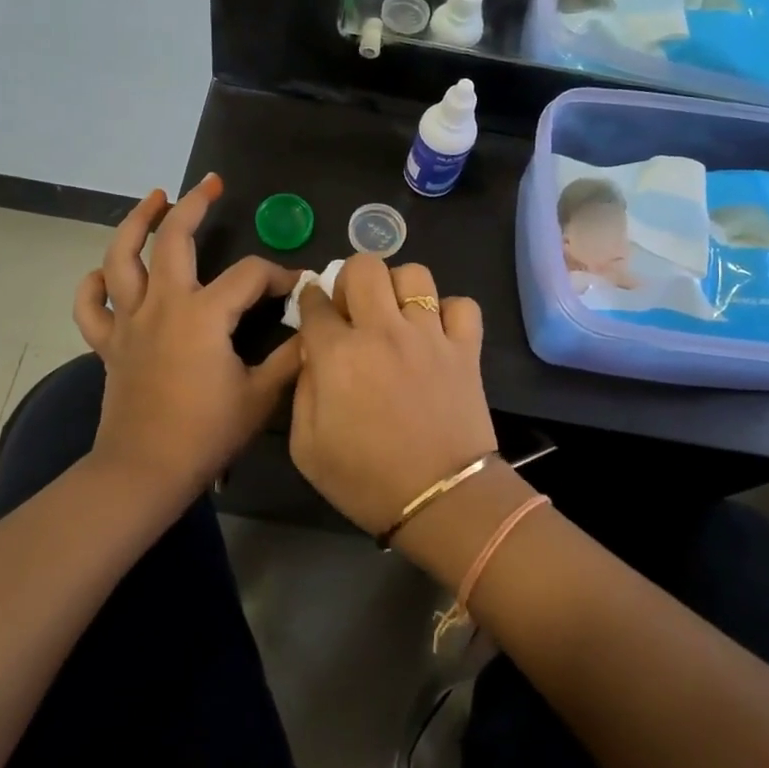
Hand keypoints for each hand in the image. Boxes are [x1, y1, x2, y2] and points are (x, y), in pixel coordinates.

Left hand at [72, 174, 301, 500]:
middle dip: (194, 205)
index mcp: (204, 314)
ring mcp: (129, 321)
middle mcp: (163, 304)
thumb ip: (291, 358)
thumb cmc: (206, 433)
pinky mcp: (108, 344)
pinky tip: (105, 273)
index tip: (297, 288)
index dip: (278, 275)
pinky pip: (91, 306)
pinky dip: (94, 285)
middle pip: (175, 239)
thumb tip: (313, 330)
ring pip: (122, 257)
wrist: (144, 472)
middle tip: (211, 184)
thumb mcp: (260, 396)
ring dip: (137, 222)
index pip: (249, 275)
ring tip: (154, 199)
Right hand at [288, 255, 497, 537]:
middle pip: (364, 267)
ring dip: (398, 288)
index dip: (309, 299)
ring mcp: (430, 335)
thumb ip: (303, 389)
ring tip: (396, 314)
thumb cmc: (364, 480)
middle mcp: (383, 331)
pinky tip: (437, 333)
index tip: (312, 308)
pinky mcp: (466, 348)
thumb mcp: (306, 447)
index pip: (314, 302)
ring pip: (414, 274)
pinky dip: (449, 312)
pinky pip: (462, 305)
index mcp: (338, 354)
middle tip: (353, 308)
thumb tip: (313, 352)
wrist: (440, 501)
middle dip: (350, 279)